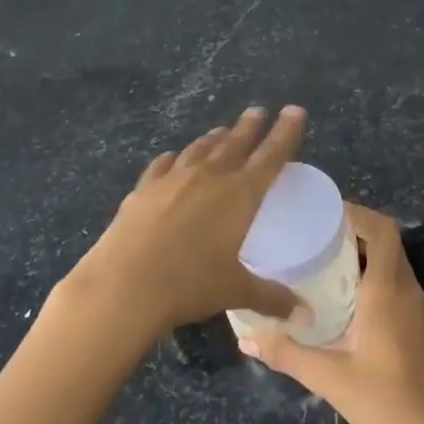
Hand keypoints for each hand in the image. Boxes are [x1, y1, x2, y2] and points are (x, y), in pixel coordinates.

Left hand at [67, 106, 305, 340]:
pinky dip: (172, 159)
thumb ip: (269, 296)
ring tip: (222, 131)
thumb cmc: (189, 285)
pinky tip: (171, 159)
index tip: (295, 110)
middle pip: (236, 141)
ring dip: (215, 138)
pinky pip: (163, 164)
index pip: (272, 154)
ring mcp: (173, 178)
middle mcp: (210, 176)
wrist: (123, 286)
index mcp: (241, 193)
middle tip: (258, 111)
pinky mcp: (143, 188)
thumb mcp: (234, 291)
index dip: (286, 131)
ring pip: (200, 148)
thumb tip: (300, 312)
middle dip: (250, 125)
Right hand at [240, 204, 423, 423]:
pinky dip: (381, 284)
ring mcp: (423, 310)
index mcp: (386, 290)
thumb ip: (286, 353)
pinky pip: (403, 291)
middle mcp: (409, 291)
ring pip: (397, 268)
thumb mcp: (327, 376)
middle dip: (358, 235)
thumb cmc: (379, 402)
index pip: (382, 230)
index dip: (359, 214)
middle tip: (322, 241)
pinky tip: (359, 309)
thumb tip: (245, 339)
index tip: (329, 215)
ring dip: (369, 260)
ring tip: (333, 271)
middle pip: (388, 244)